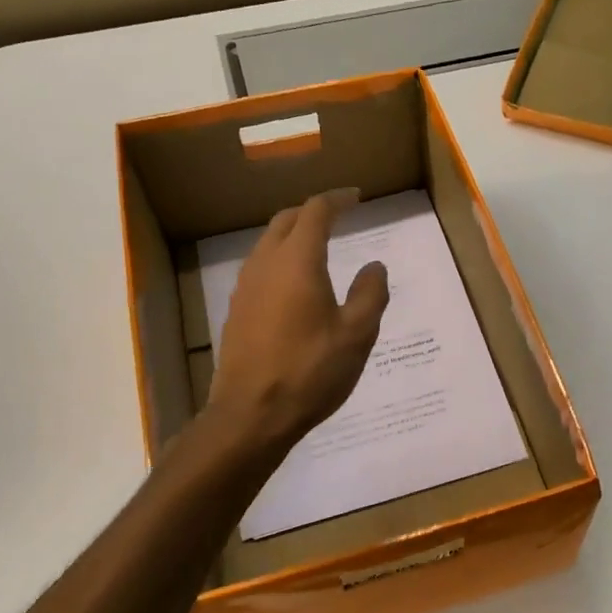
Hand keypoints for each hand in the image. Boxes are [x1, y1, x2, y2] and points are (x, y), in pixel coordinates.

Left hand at [207, 189, 389, 452]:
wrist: (251, 415)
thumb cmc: (310, 371)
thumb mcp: (357, 335)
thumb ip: (370, 294)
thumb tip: (374, 266)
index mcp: (298, 261)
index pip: (316, 212)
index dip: (337, 200)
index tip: (356, 197)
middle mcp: (266, 264)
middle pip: (285, 220)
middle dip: (312, 212)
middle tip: (337, 216)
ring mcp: (246, 287)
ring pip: (268, 243)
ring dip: (292, 234)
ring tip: (317, 245)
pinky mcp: (237, 310)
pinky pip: (260, 268)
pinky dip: (280, 260)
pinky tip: (294, 284)